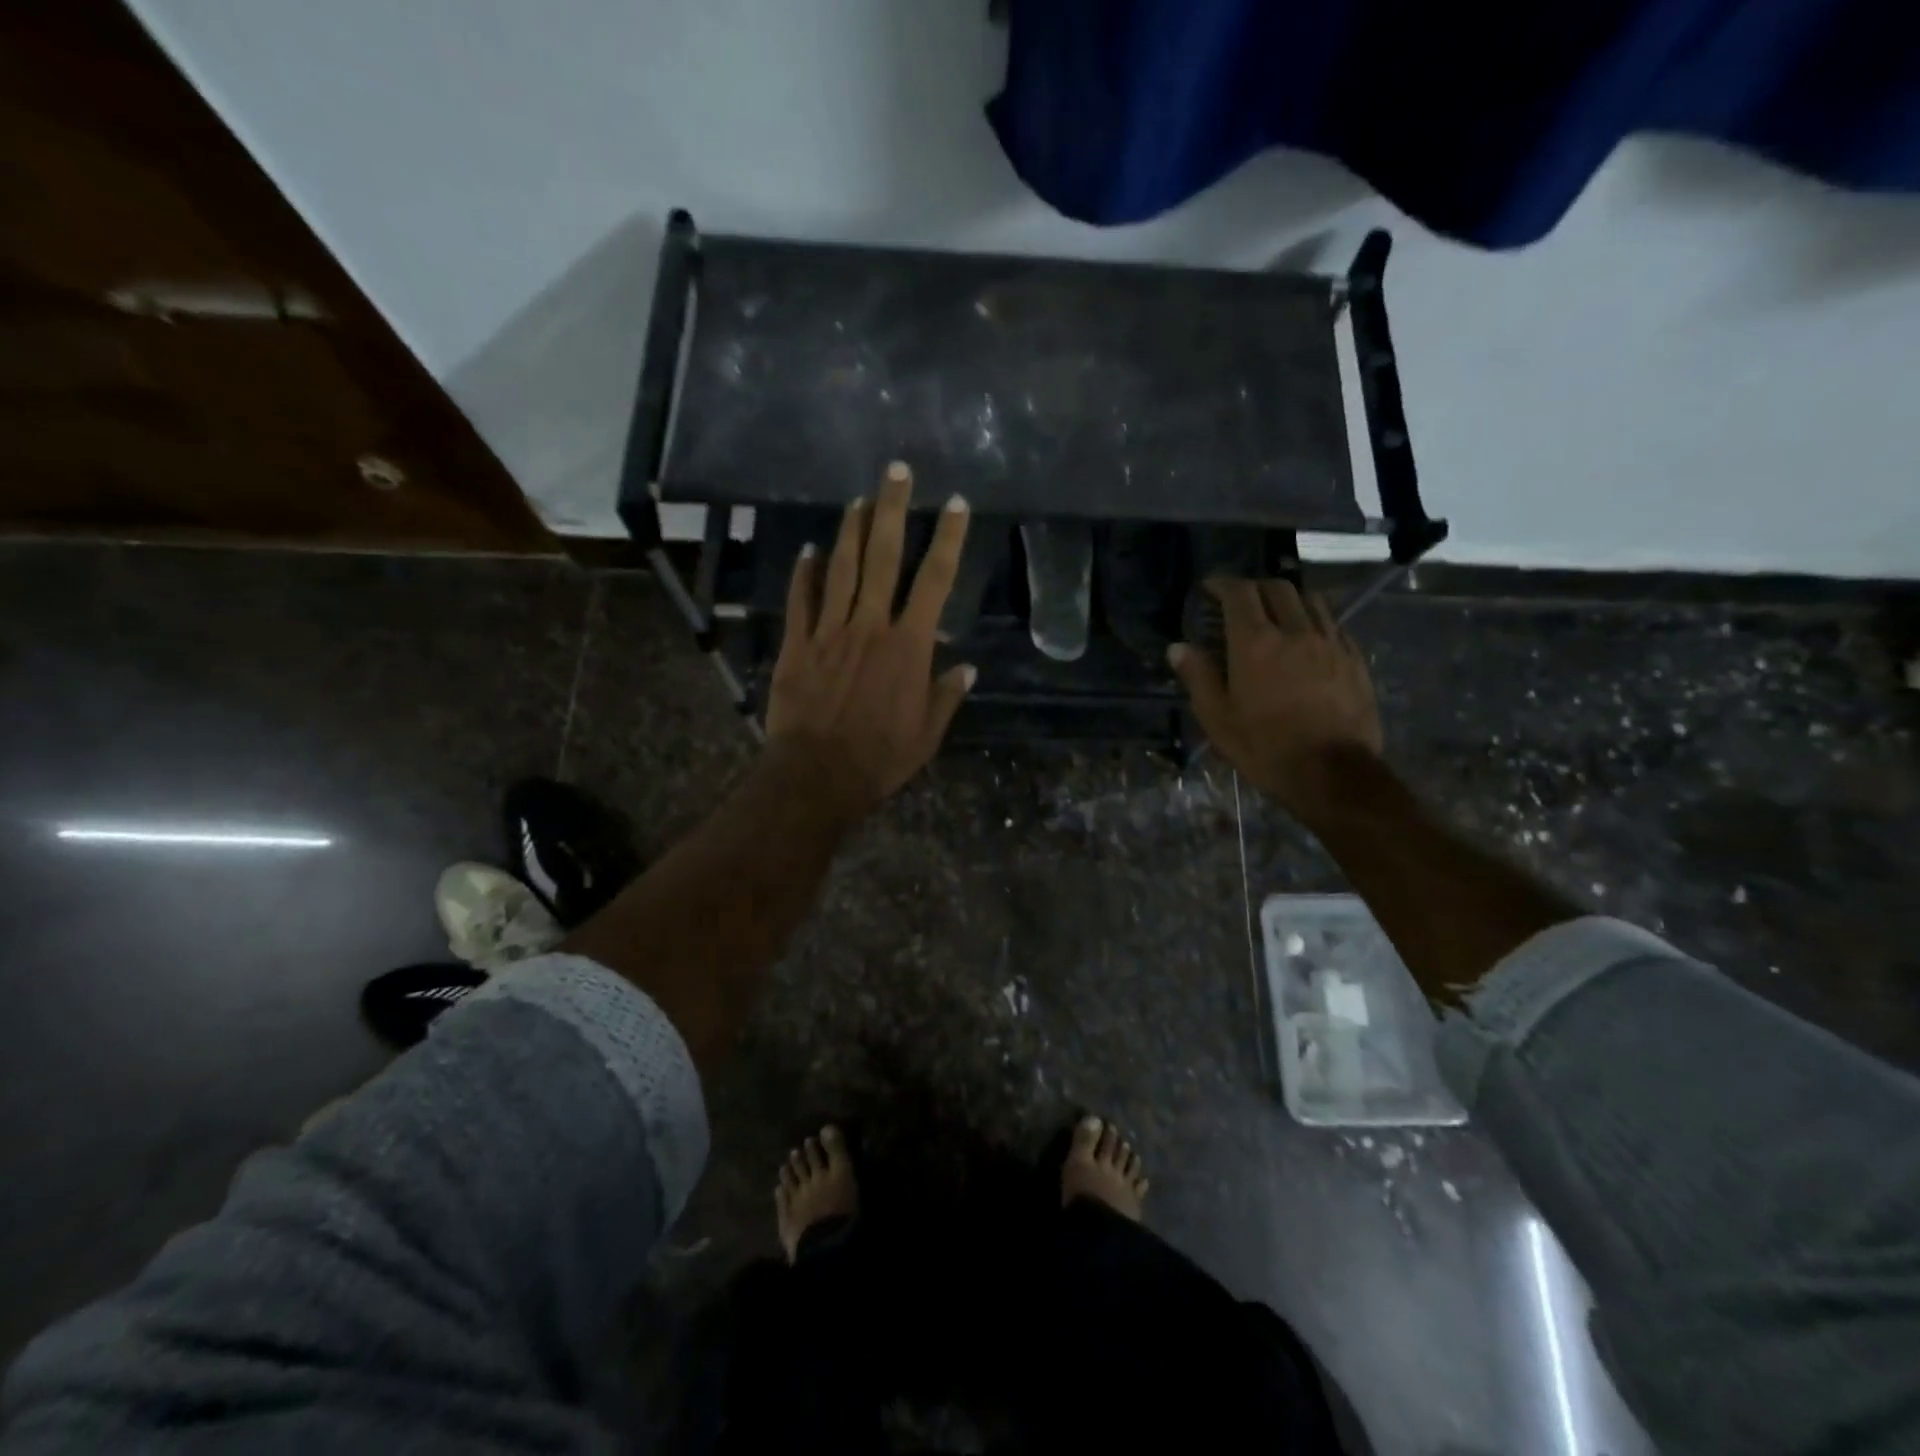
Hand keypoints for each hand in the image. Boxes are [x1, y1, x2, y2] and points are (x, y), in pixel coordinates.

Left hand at [766, 462, 973, 820]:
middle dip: (892, 509)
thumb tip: (966, 667)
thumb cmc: (880, 758)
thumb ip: (946, 695)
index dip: (947, 539)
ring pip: (840, 568)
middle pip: (883, 556)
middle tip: (897, 470)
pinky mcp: (797, 644)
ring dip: (850, 529)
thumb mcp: (927, 734)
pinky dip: (804, 572)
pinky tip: (808, 549)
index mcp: (908, 646)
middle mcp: (870, 625)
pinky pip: (801, 599)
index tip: (954, 504)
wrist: (816, 776)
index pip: (934, 581)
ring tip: (858, 498)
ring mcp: (829, 631)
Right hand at [1167, 578, 1382, 816]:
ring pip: (1310, 599)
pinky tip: (1306, 638)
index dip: (1222, 583)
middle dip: (1254, 586)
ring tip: (1275, 613)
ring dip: (1288, 598)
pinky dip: (1313, 619)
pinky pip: (1332, 623)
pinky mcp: (1353, 658)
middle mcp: (1295, 631)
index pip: (1239, 593)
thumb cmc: (1266, 747)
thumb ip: (1198, 676)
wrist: (1332, 773)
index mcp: (1255, 643)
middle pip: (1277, 587)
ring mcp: (1330, 642)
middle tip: (1240, 601)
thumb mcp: (1218, 719)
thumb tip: (1178, 648)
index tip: (1210, 588)